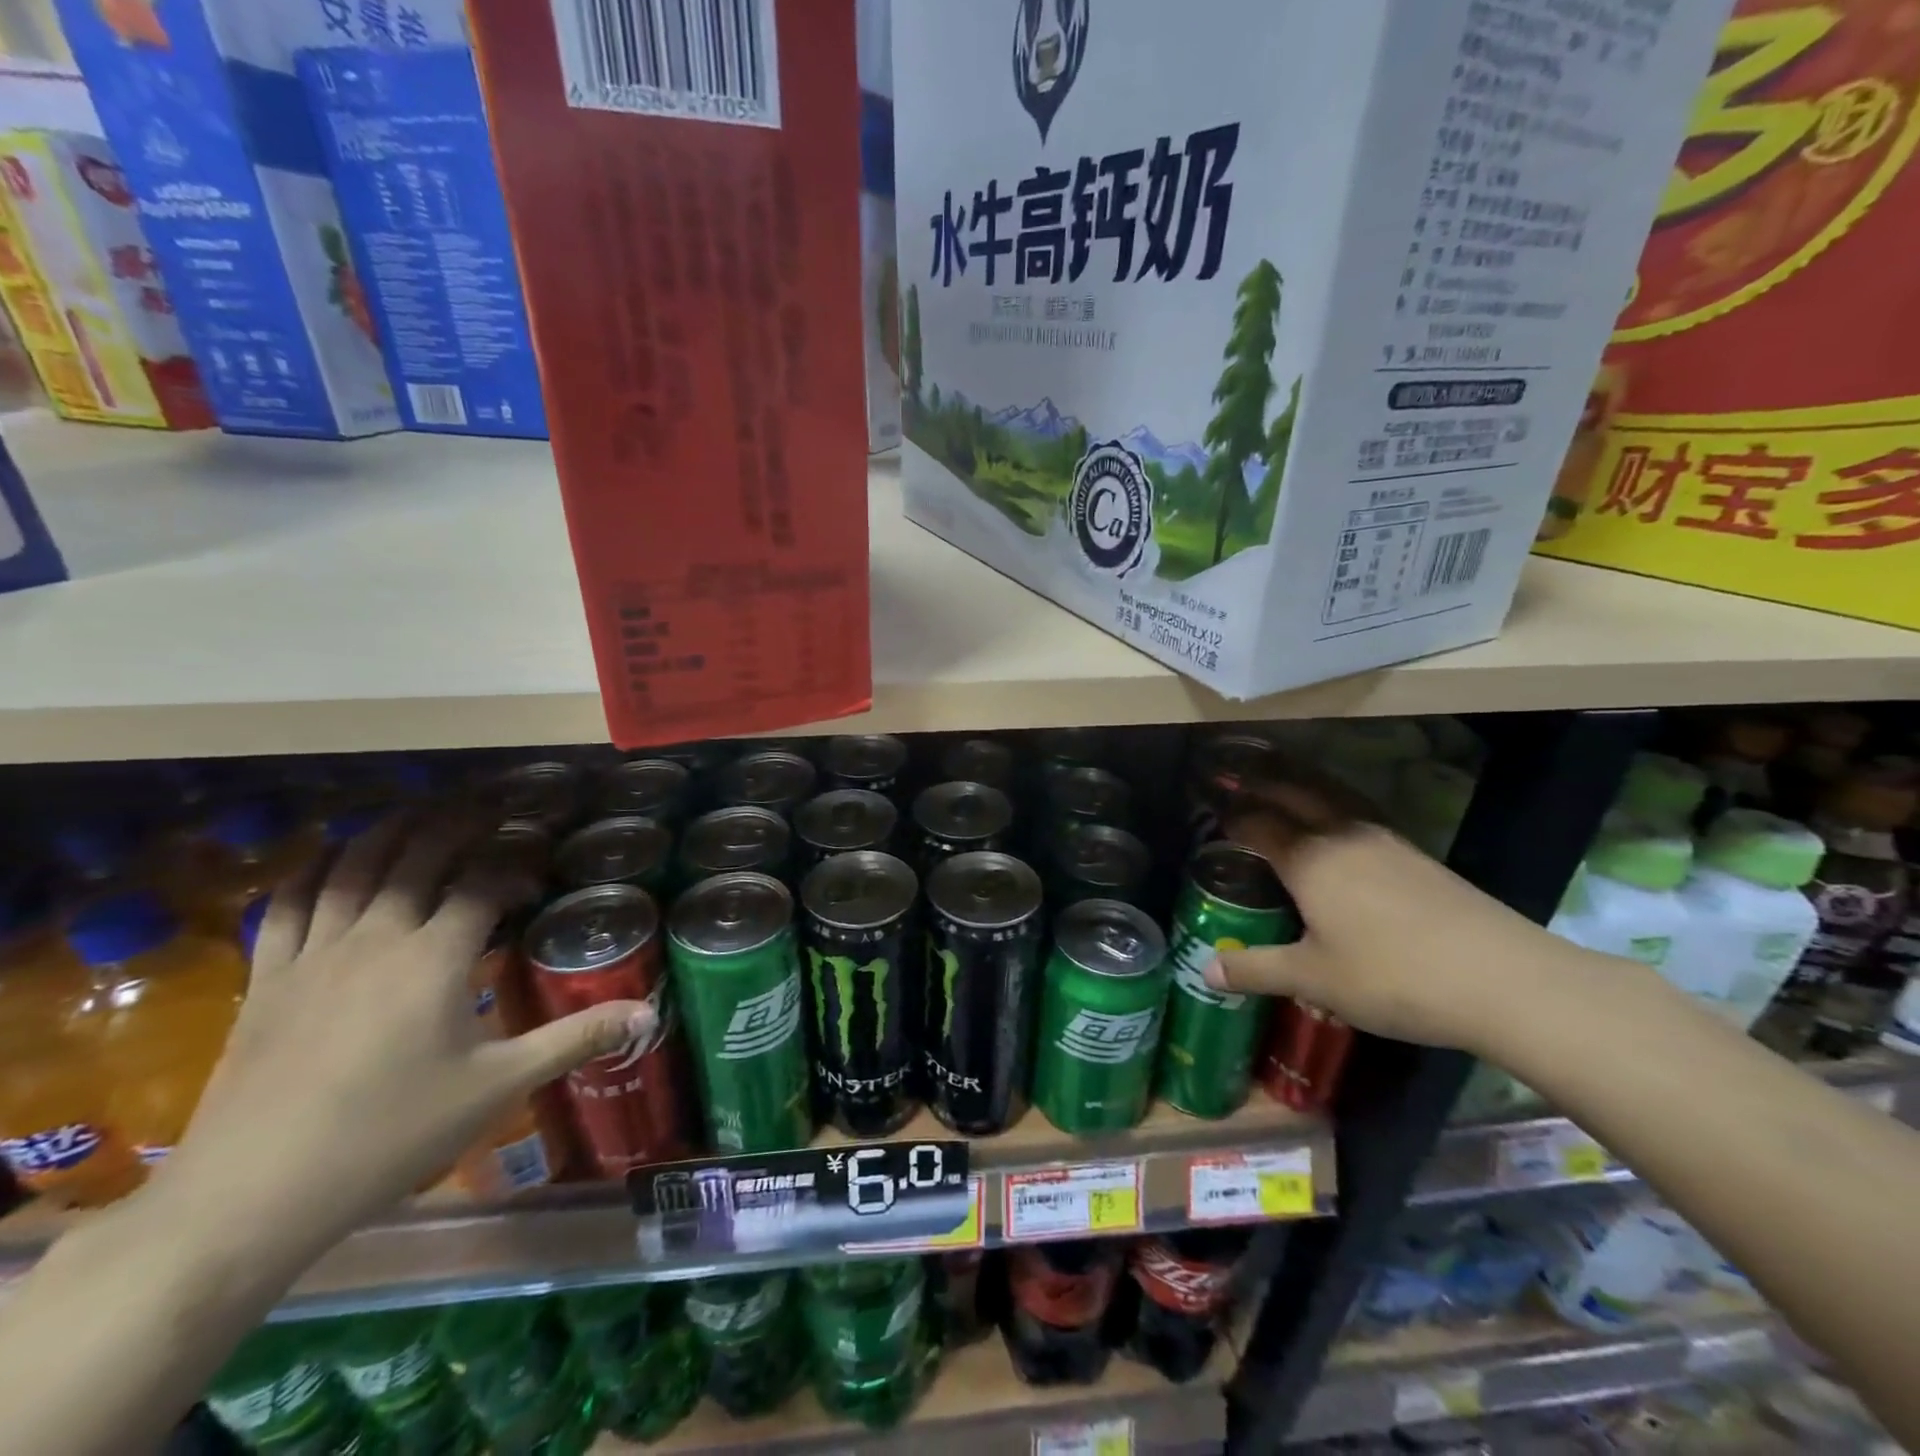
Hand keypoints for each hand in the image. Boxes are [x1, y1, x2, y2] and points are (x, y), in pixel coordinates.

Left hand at [150, 810, 652, 1256]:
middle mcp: (376, 938)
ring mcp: (314, 954)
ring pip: (353, 867)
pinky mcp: (267, 978)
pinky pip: (288, 904)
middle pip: (418, 856)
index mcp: (435, 957)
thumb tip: (649, 1012)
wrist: (252, 1195)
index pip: (482, 882)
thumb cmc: (390, 1134)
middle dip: (458, 824)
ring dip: (390, 831)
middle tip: (490, 808)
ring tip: (421, 812)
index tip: (537, 875)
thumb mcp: (499, 1085)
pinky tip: (333, 859)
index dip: (515, 866)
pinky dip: (315, 869)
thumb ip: (576, 1038)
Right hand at [1201, 780, 1580, 1055]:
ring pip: (1333, 800)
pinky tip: (1343, 830)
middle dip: (1265, 785)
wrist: (1502, 979)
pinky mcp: (1417, 857)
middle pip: (1297, 795)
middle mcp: (1342, 837)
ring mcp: (1385, 842)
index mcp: (1308, 860)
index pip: (1258, 825)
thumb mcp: (1313, 979)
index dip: (1233, 817)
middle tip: (1240, 780)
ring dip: (1304, 788)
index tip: (1214, 812)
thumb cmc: (1391, 976)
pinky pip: (1360, 816)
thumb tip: (1205, 970)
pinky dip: (1336, 809)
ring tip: (1287, 786)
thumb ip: (1255, 969)